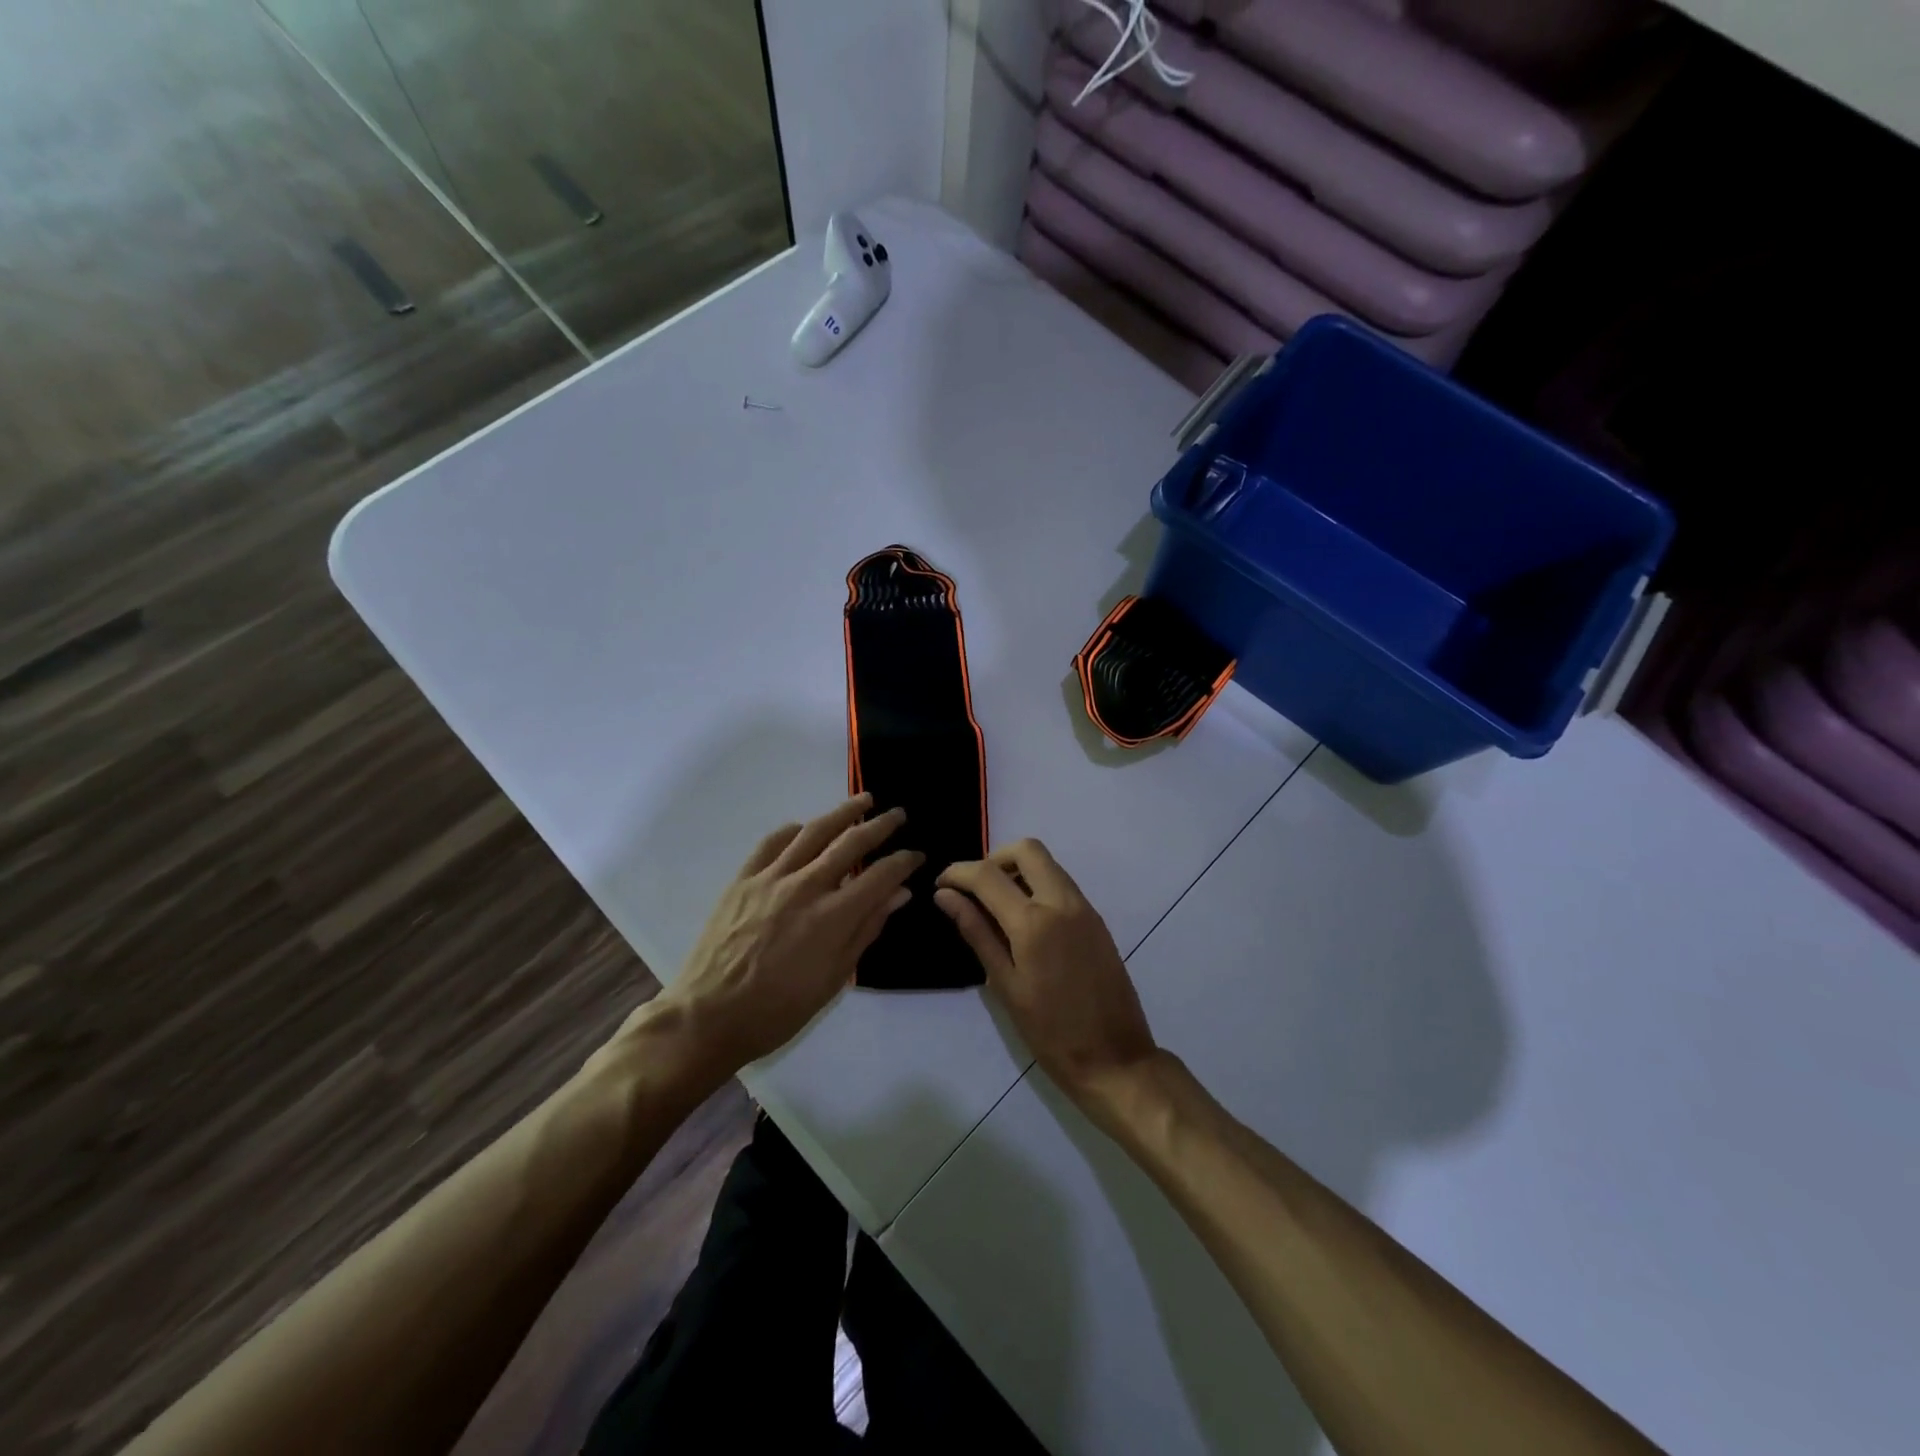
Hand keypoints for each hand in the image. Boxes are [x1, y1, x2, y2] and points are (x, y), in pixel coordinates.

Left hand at [656, 794, 920, 1077]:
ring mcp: (770, 878)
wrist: (709, 1015)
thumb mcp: (833, 979)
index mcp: (832, 917)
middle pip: (851, 843)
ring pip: (813, 832)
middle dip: (880, 826)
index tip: (916, 854)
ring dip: (842, 812)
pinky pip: (772, 842)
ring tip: (862, 801)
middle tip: (898, 815)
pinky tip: (804, 828)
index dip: (903, 861)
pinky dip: (793, 829)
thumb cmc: (779, 1009)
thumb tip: (899, 894)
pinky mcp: (743, 879)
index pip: (880, 875)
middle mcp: (805, 887)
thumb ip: (867, 929)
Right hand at [936, 839, 1155, 1107]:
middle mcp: (1062, 902)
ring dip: (1018, 870)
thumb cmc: (1051, 1033)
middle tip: (974, 891)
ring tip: (995, 908)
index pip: (987, 875)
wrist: (1116, 1059)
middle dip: (994, 859)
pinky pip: (1062, 884)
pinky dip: (1038, 886)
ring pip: (1047, 864)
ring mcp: (1084, 908)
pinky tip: (1024, 921)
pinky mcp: (1097, 920)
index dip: (958, 873)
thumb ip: (977, 933)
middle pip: (1026, 849)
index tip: (941, 885)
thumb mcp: (1005, 985)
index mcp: (1034, 921)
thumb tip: (946, 897)